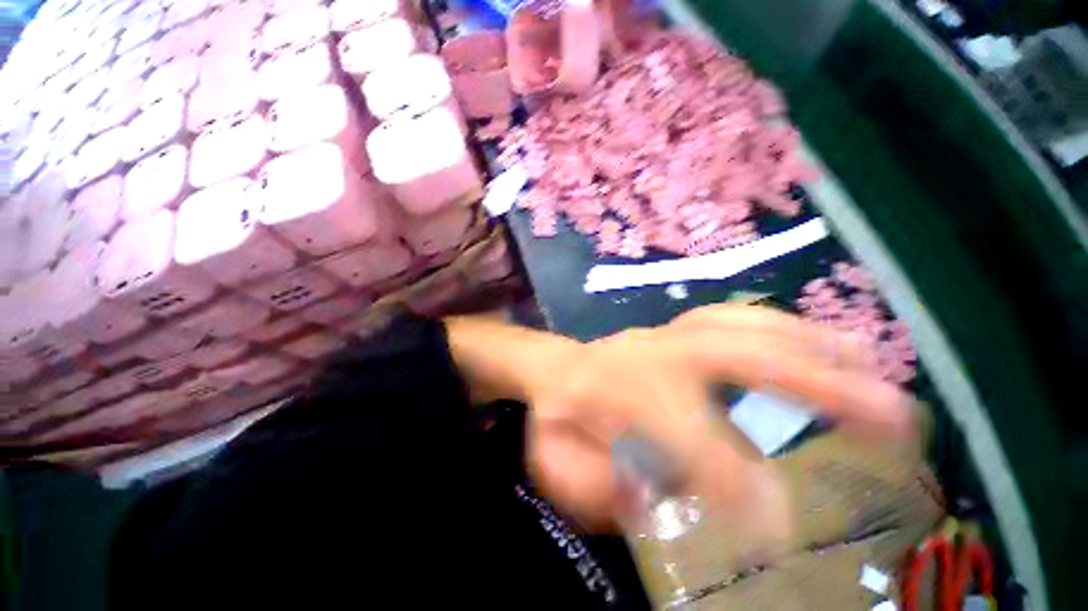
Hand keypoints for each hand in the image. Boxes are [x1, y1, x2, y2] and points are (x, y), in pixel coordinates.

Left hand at [520, 304, 914, 534]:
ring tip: (873, 365)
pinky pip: (731, 319)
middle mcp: (656, 354)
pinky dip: (779, 327)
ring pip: (744, 327)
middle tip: (897, 415)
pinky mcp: (675, 328)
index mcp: (624, 390)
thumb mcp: (567, 465)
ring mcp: (668, 334)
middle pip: (741, 358)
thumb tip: (665, 503)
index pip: (696, 440)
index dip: (740, 484)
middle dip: (823, 385)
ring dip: (814, 344)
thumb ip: (607, 490)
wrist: (556, 371)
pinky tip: (816, 341)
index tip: (782, 526)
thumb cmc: (560, 417)